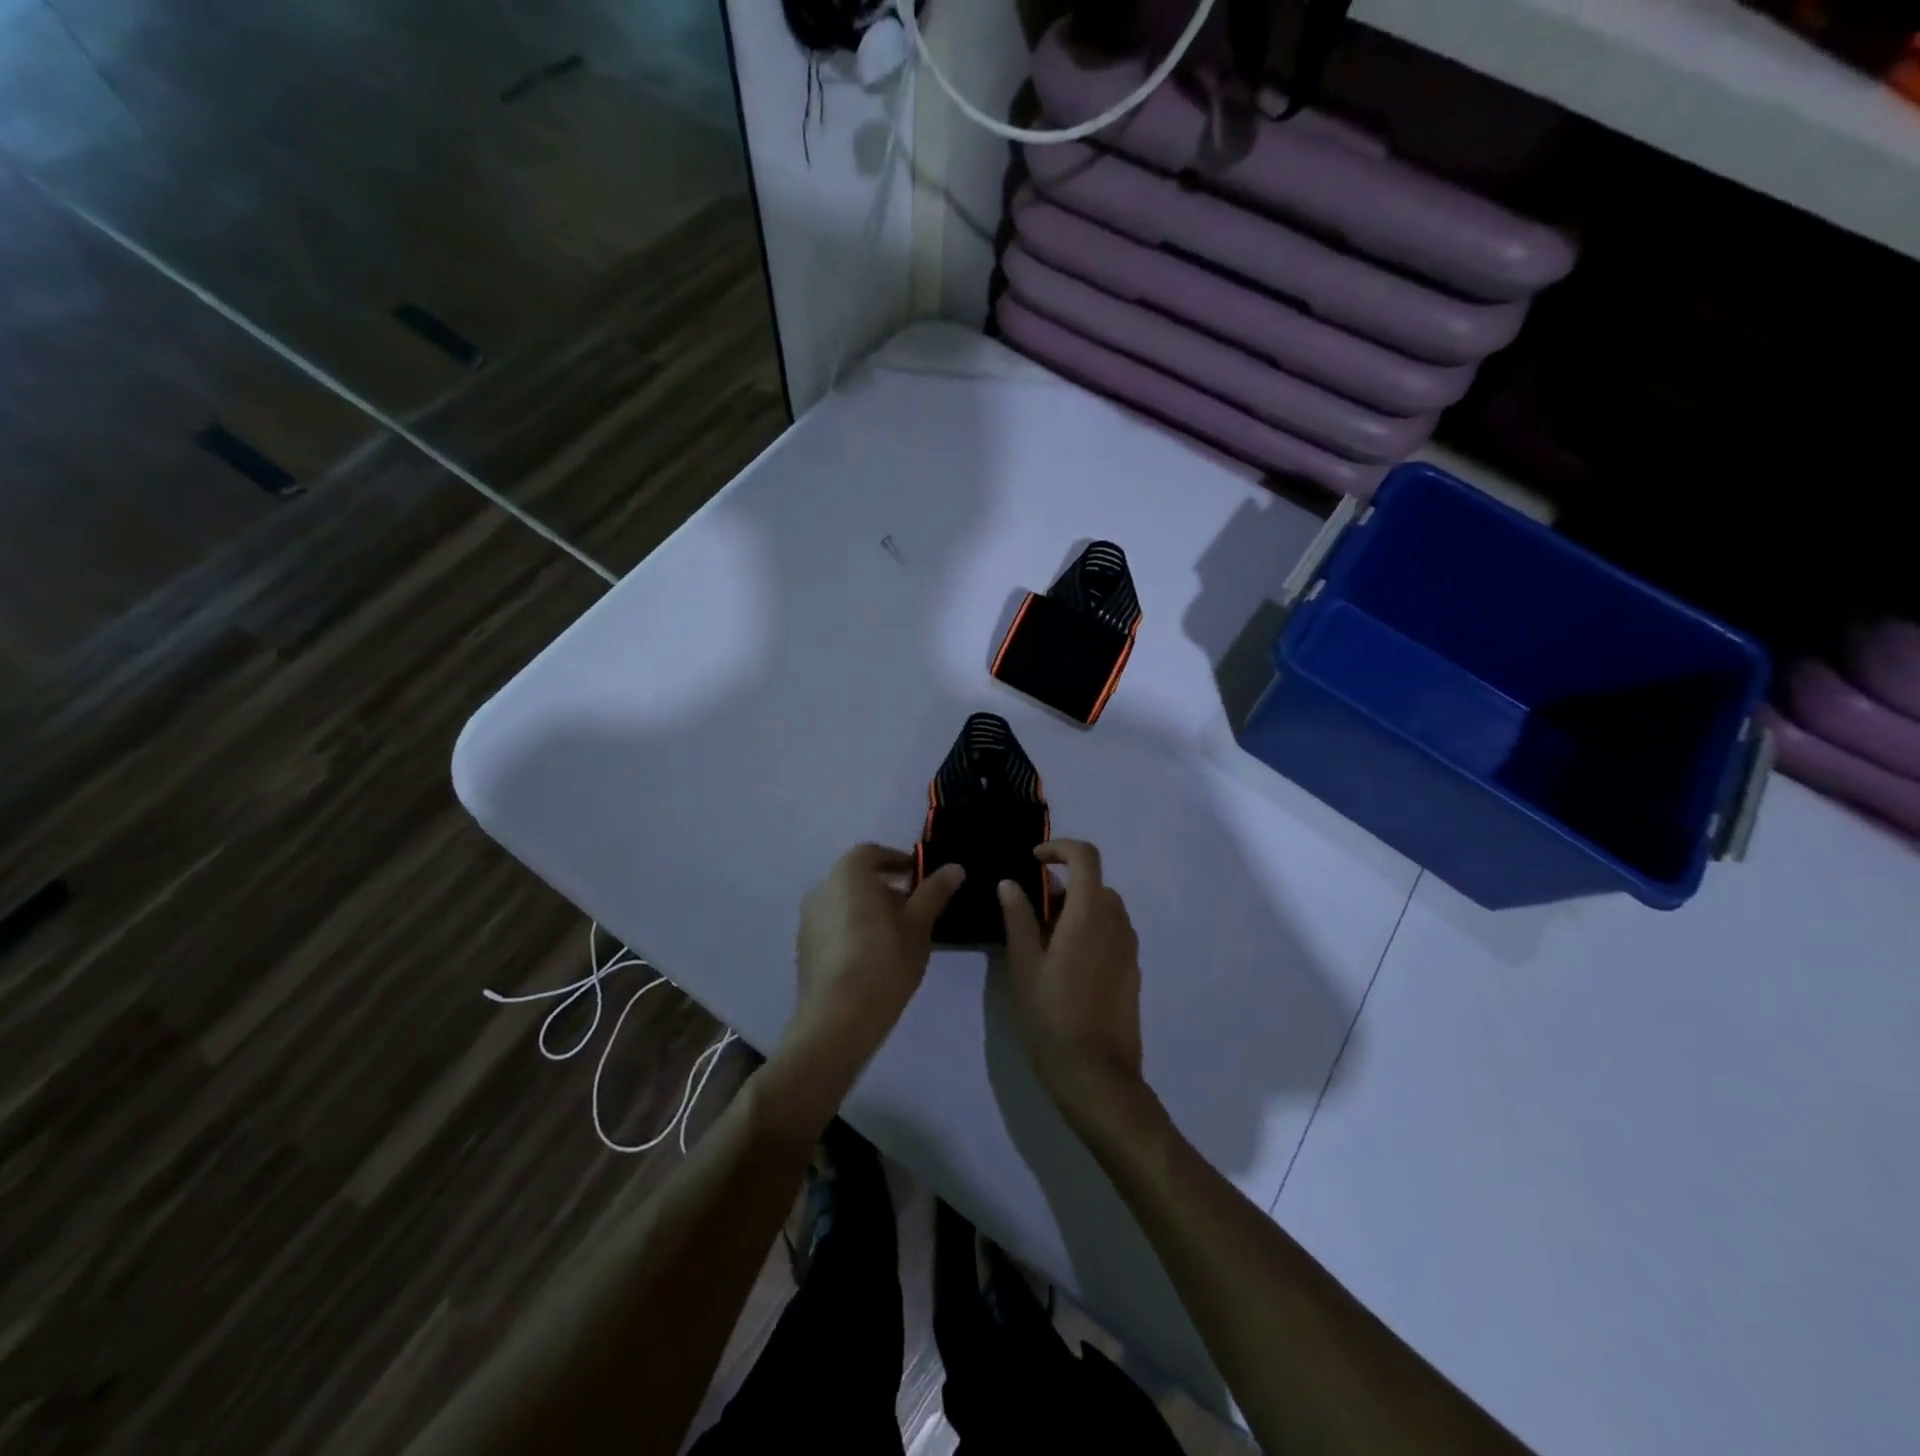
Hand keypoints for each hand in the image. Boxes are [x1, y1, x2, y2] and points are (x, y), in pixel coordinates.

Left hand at [787, 844, 963, 1074]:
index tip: (919, 879)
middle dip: (886, 888)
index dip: (898, 861)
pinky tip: (873, 957)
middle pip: (857, 878)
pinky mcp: (804, 949)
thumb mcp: (919, 924)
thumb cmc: (884, 960)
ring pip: (844, 903)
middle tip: (913, 910)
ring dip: (869, 910)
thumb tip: (954, 867)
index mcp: (848, 874)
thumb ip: (934, 892)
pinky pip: (833, 927)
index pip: (873, 853)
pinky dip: (853, 930)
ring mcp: (807, 920)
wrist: (838, 1019)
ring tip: (896, 936)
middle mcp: (822, 889)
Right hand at [997, 840, 1146, 1126]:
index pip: (1085, 857)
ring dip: (1078, 907)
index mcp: (1089, 914)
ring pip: (1105, 908)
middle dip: (1065, 883)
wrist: (1097, 1075)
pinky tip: (1067, 963)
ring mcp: (1129, 948)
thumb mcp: (1024, 965)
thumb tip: (1010, 884)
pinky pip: (1113, 932)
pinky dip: (1091, 928)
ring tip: (1045, 938)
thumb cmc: (1052, 1017)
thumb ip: (1018, 919)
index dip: (1060, 848)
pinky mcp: (1132, 971)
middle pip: (1095, 883)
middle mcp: (1116, 923)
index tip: (1034, 861)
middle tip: (1032, 908)